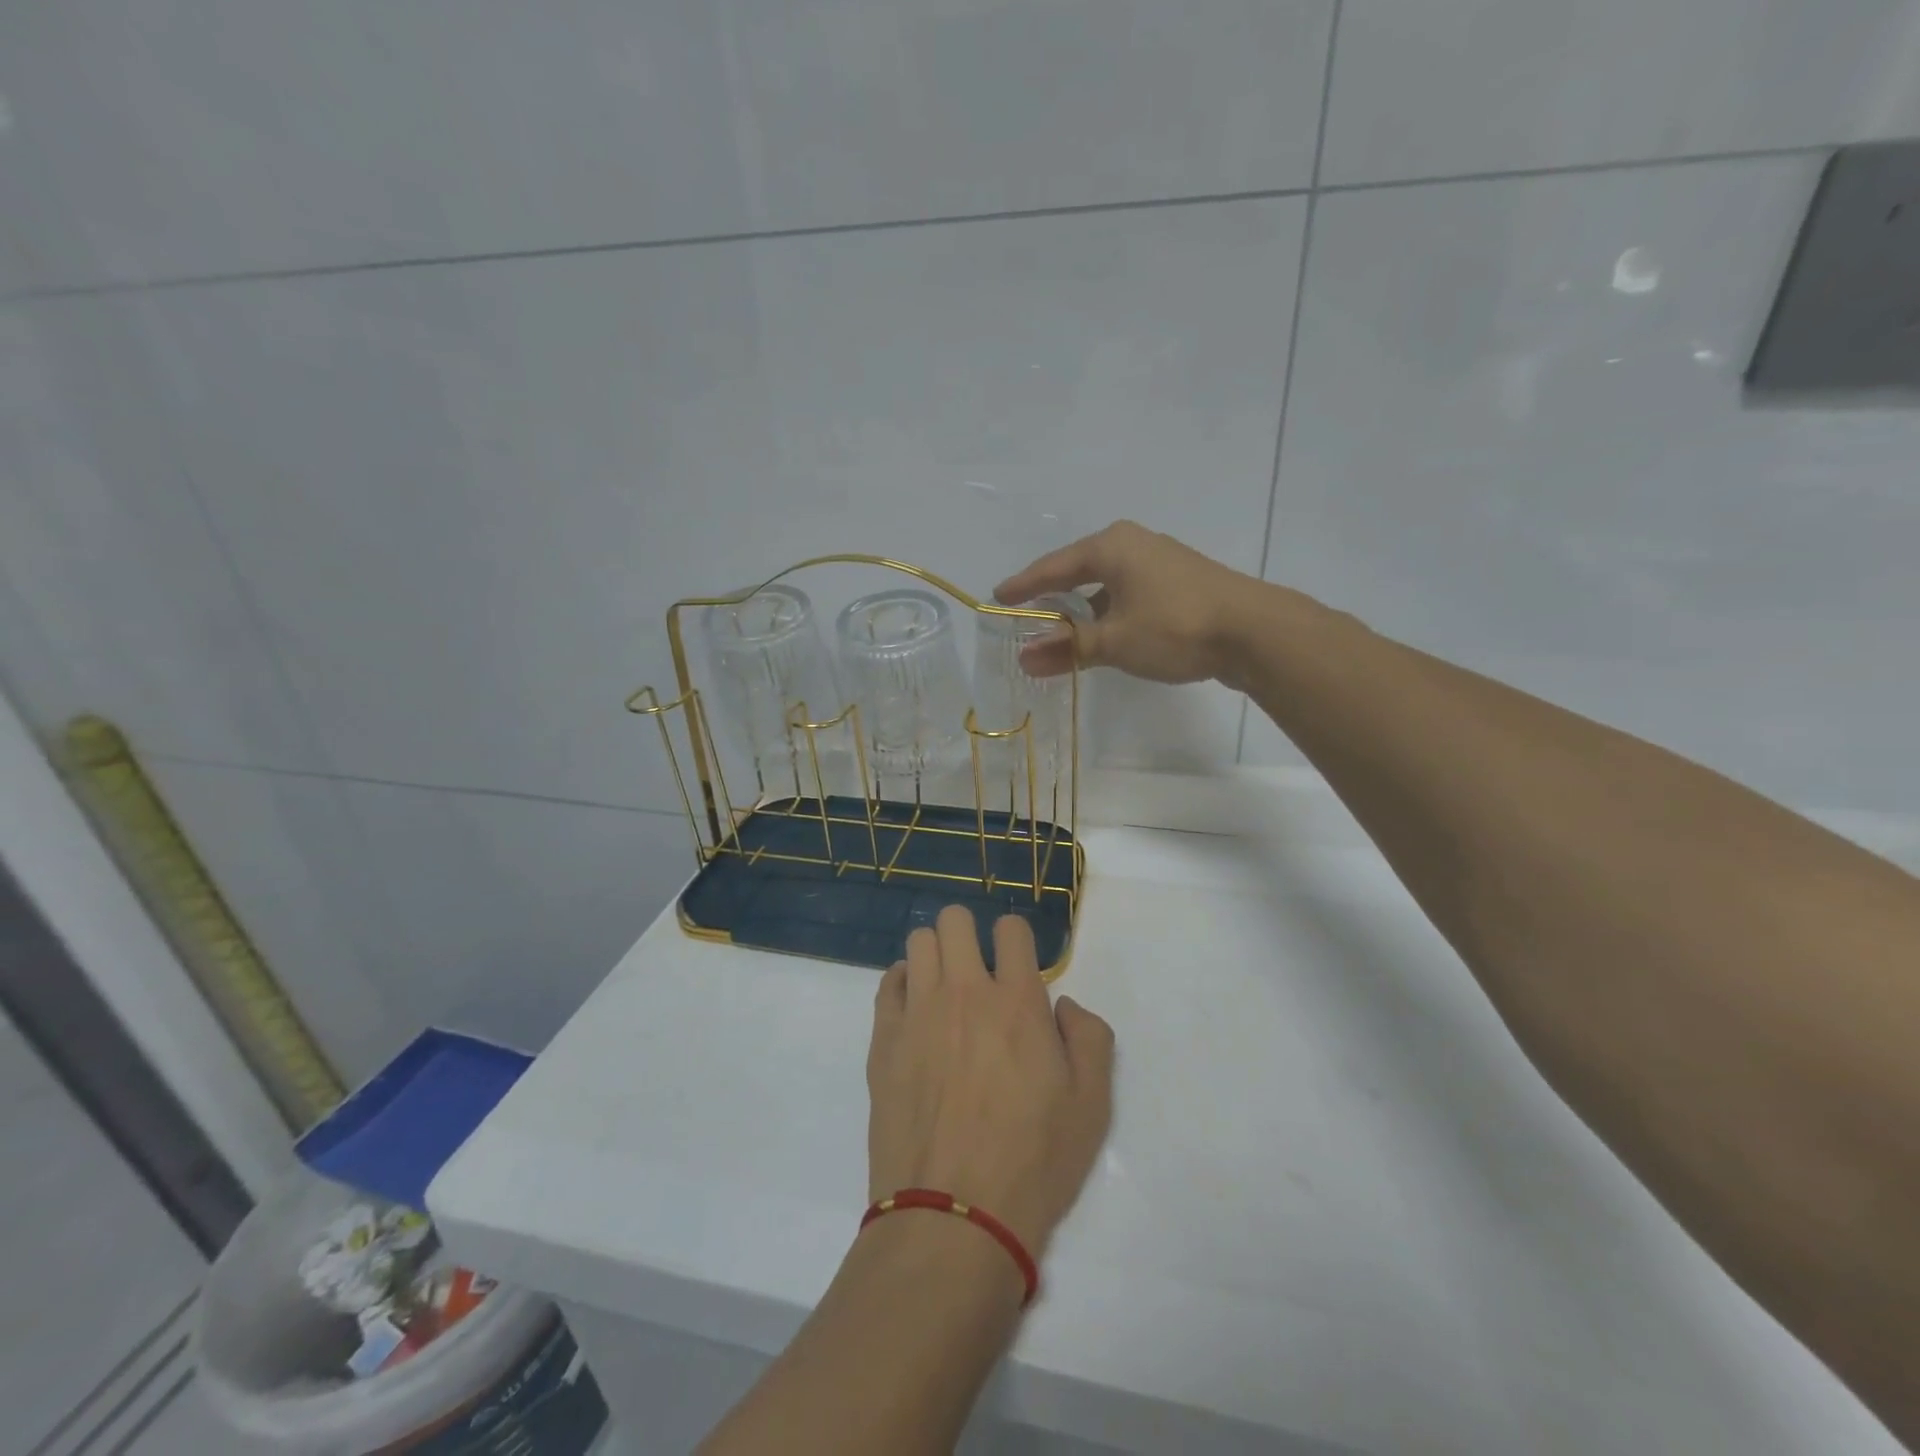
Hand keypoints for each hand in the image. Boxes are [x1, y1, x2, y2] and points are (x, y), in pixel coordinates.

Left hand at [867, 906, 1114, 1259]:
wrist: (954, 1218)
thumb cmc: (1033, 1162)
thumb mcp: (1092, 1106)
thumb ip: (1090, 1038)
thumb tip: (1065, 1005)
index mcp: (1017, 1002)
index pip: (1012, 929)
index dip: (1018, 939)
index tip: (1019, 965)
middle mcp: (965, 992)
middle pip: (955, 920)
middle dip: (970, 932)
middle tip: (979, 968)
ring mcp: (918, 1013)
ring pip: (918, 942)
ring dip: (936, 953)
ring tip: (945, 986)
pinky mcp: (884, 1040)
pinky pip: (888, 983)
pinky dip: (903, 982)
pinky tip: (915, 1008)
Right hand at [994, 519, 1262, 684]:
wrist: (1255, 631)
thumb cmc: (1175, 627)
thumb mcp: (1114, 642)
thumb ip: (1068, 649)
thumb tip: (1023, 659)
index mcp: (1111, 547)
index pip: (1053, 567)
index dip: (1024, 585)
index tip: (999, 598)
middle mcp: (1133, 544)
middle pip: (1079, 570)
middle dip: (1053, 595)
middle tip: (1027, 614)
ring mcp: (1160, 560)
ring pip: (1106, 583)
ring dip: (1084, 607)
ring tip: (1064, 630)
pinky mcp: (1179, 581)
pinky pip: (1128, 591)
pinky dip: (1110, 611)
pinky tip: (1108, 632)